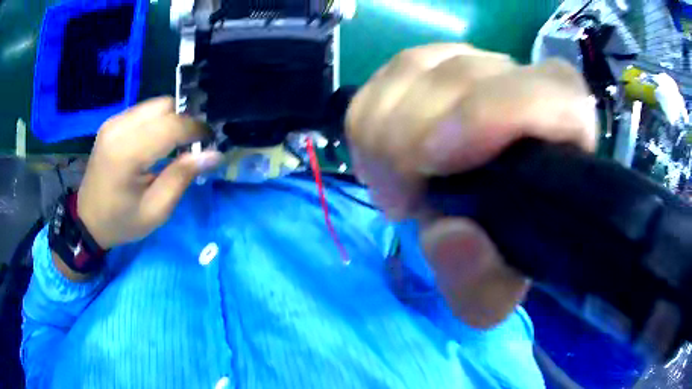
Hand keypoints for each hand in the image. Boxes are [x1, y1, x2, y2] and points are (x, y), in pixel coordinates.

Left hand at [77, 97, 221, 249]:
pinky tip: (159, 140)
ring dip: (173, 119)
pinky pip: (144, 111)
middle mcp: (118, 128)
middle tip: (194, 143)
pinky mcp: (112, 122)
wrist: (87, 219)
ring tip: (179, 142)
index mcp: (126, 153)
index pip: (171, 125)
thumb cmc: (121, 221)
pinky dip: (159, 120)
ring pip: (155, 105)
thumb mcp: (156, 210)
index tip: (211, 141)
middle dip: (185, 120)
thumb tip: (213, 154)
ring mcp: (114, 122)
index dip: (196, 129)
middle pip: (164, 106)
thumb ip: (182, 177)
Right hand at [346, 44, 596, 328]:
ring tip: (391, 184)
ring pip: (417, 66)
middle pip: (461, 75)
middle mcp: (530, 86)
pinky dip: (371, 114)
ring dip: (384, 130)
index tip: (432, 165)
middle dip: (408, 138)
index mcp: (568, 139)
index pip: (551, 93)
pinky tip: (382, 155)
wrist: (487, 225)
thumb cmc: (501, 257)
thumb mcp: (490, 295)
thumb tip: (449, 233)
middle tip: (398, 202)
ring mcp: (481, 66)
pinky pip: (391, 71)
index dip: (490, 112)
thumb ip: (479, 282)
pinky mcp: (441, 64)